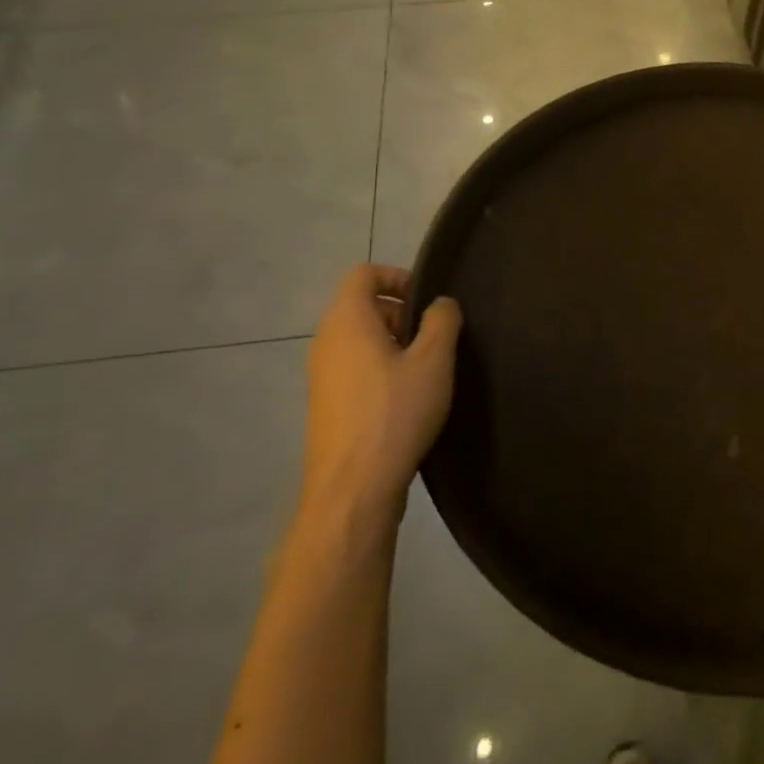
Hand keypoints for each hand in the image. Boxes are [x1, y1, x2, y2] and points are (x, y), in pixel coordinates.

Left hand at [300, 266, 461, 531]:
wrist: (353, 489)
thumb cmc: (395, 412)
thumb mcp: (434, 360)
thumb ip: (442, 320)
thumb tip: (440, 305)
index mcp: (347, 320)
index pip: (364, 274)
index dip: (398, 276)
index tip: (427, 303)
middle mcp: (326, 341)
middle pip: (364, 306)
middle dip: (402, 314)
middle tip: (434, 341)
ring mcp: (321, 376)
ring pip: (361, 340)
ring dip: (394, 346)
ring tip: (426, 374)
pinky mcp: (326, 405)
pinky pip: (355, 369)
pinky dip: (381, 371)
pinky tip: (407, 401)